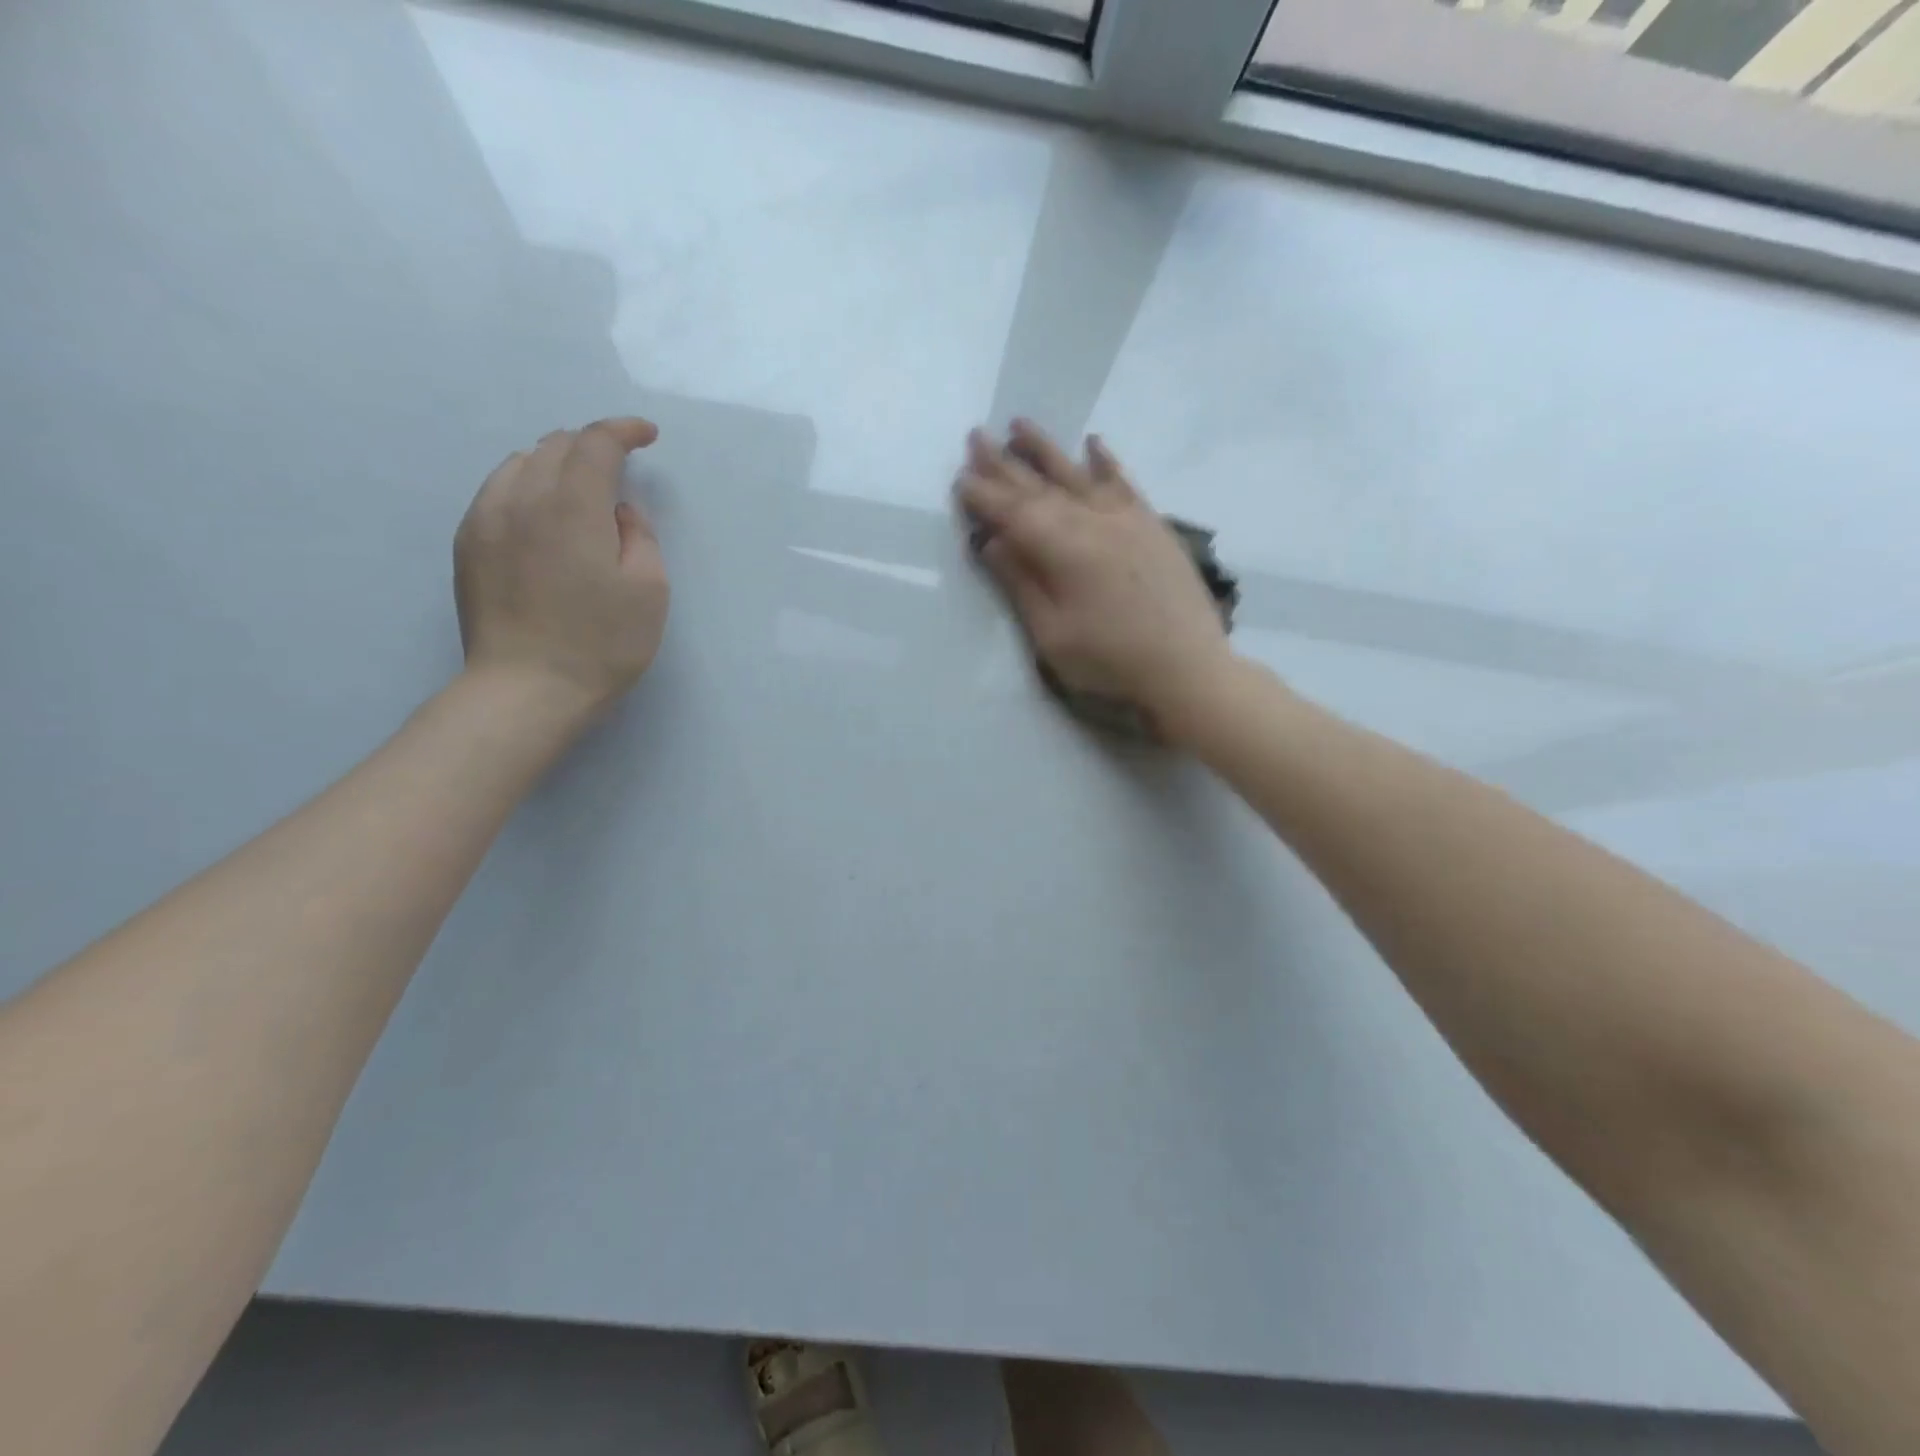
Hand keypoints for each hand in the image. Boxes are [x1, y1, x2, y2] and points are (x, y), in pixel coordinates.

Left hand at [454, 418, 668, 715]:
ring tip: (581, 490)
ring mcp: (485, 519)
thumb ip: (639, 535)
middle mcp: (521, 499)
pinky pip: (498, 491)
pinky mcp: (468, 544)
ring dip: (556, 464)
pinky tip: (544, 516)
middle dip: (591, 446)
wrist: (527, 689)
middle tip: (619, 468)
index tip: (647, 435)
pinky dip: (527, 486)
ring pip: (520, 464)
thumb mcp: (650, 589)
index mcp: (572, 507)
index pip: (595, 443)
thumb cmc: (602, 643)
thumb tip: (618, 511)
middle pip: (554, 445)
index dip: (623, 430)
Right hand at [954, 421, 1233, 736]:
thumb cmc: (1110, 662)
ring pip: (1079, 475)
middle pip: (1040, 488)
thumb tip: (992, 541)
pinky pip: (1125, 484)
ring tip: (1019, 424)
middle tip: (976, 437)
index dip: (984, 496)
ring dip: (1046, 450)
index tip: (959, 478)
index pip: (1013, 514)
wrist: (1187, 669)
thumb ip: (1021, 584)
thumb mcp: (1052, 635)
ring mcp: (1128, 520)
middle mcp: (1094, 522)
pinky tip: (1094, 444)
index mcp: (1065, 551)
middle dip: (1004, 464)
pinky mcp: (1153, 527)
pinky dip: (1107, 462)